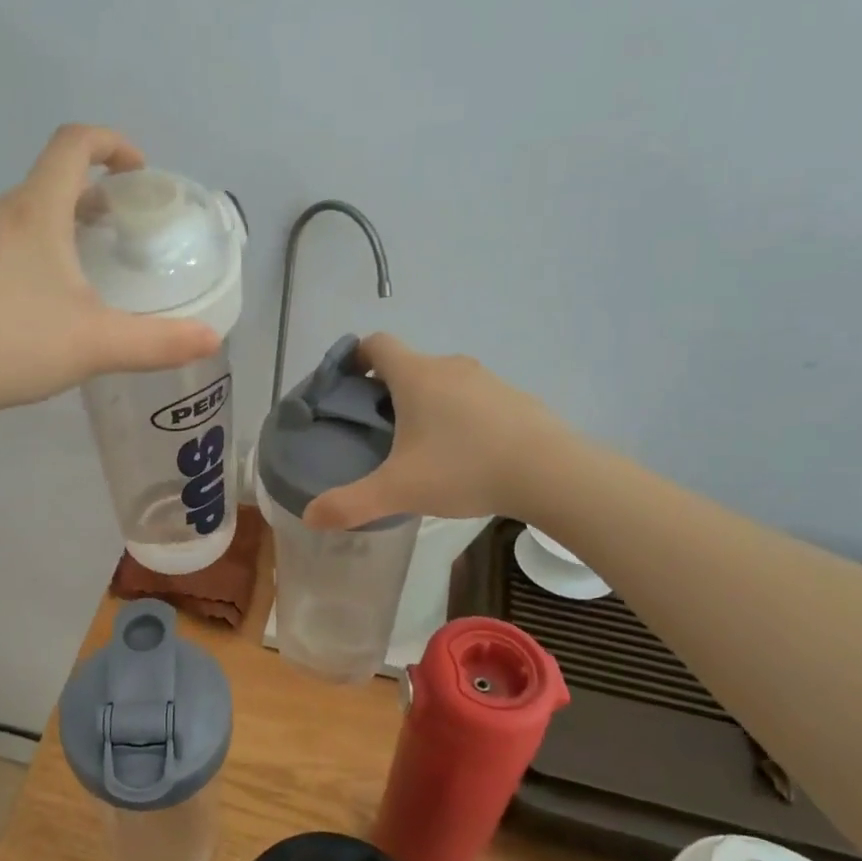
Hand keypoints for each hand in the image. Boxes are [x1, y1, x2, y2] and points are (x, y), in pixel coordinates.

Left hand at [0, 125, 220, 415]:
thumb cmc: (16, 344)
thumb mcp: (98, 344)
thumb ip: (159, 342)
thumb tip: (211, 340)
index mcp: (36, 211)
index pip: (74, 145)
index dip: (112, 144)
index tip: (138, 171)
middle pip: (50, 179)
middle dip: (92, 193)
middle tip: (120, 227)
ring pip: (25, 212)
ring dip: (61, 222)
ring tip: (85, 264)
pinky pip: (2, 240)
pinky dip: (33, 247)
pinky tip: (40, 299)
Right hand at [302, 334, 568, 529]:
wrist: (551, 473)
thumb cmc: (464, 469)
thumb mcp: (399, 490)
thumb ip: (350, 503)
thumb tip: (310, 516)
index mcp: (416, 375)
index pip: (376, 343)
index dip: (355, 357)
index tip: (346, 386)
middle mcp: (449, 367)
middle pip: (408, 364)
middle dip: (387, 390)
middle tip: (378, 430)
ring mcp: (487, 380)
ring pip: (442, 381)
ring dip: (426, 403)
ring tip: (421, 446)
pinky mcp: (514, 398)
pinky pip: (473, 398)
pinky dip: (460, 415)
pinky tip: (465, 453)